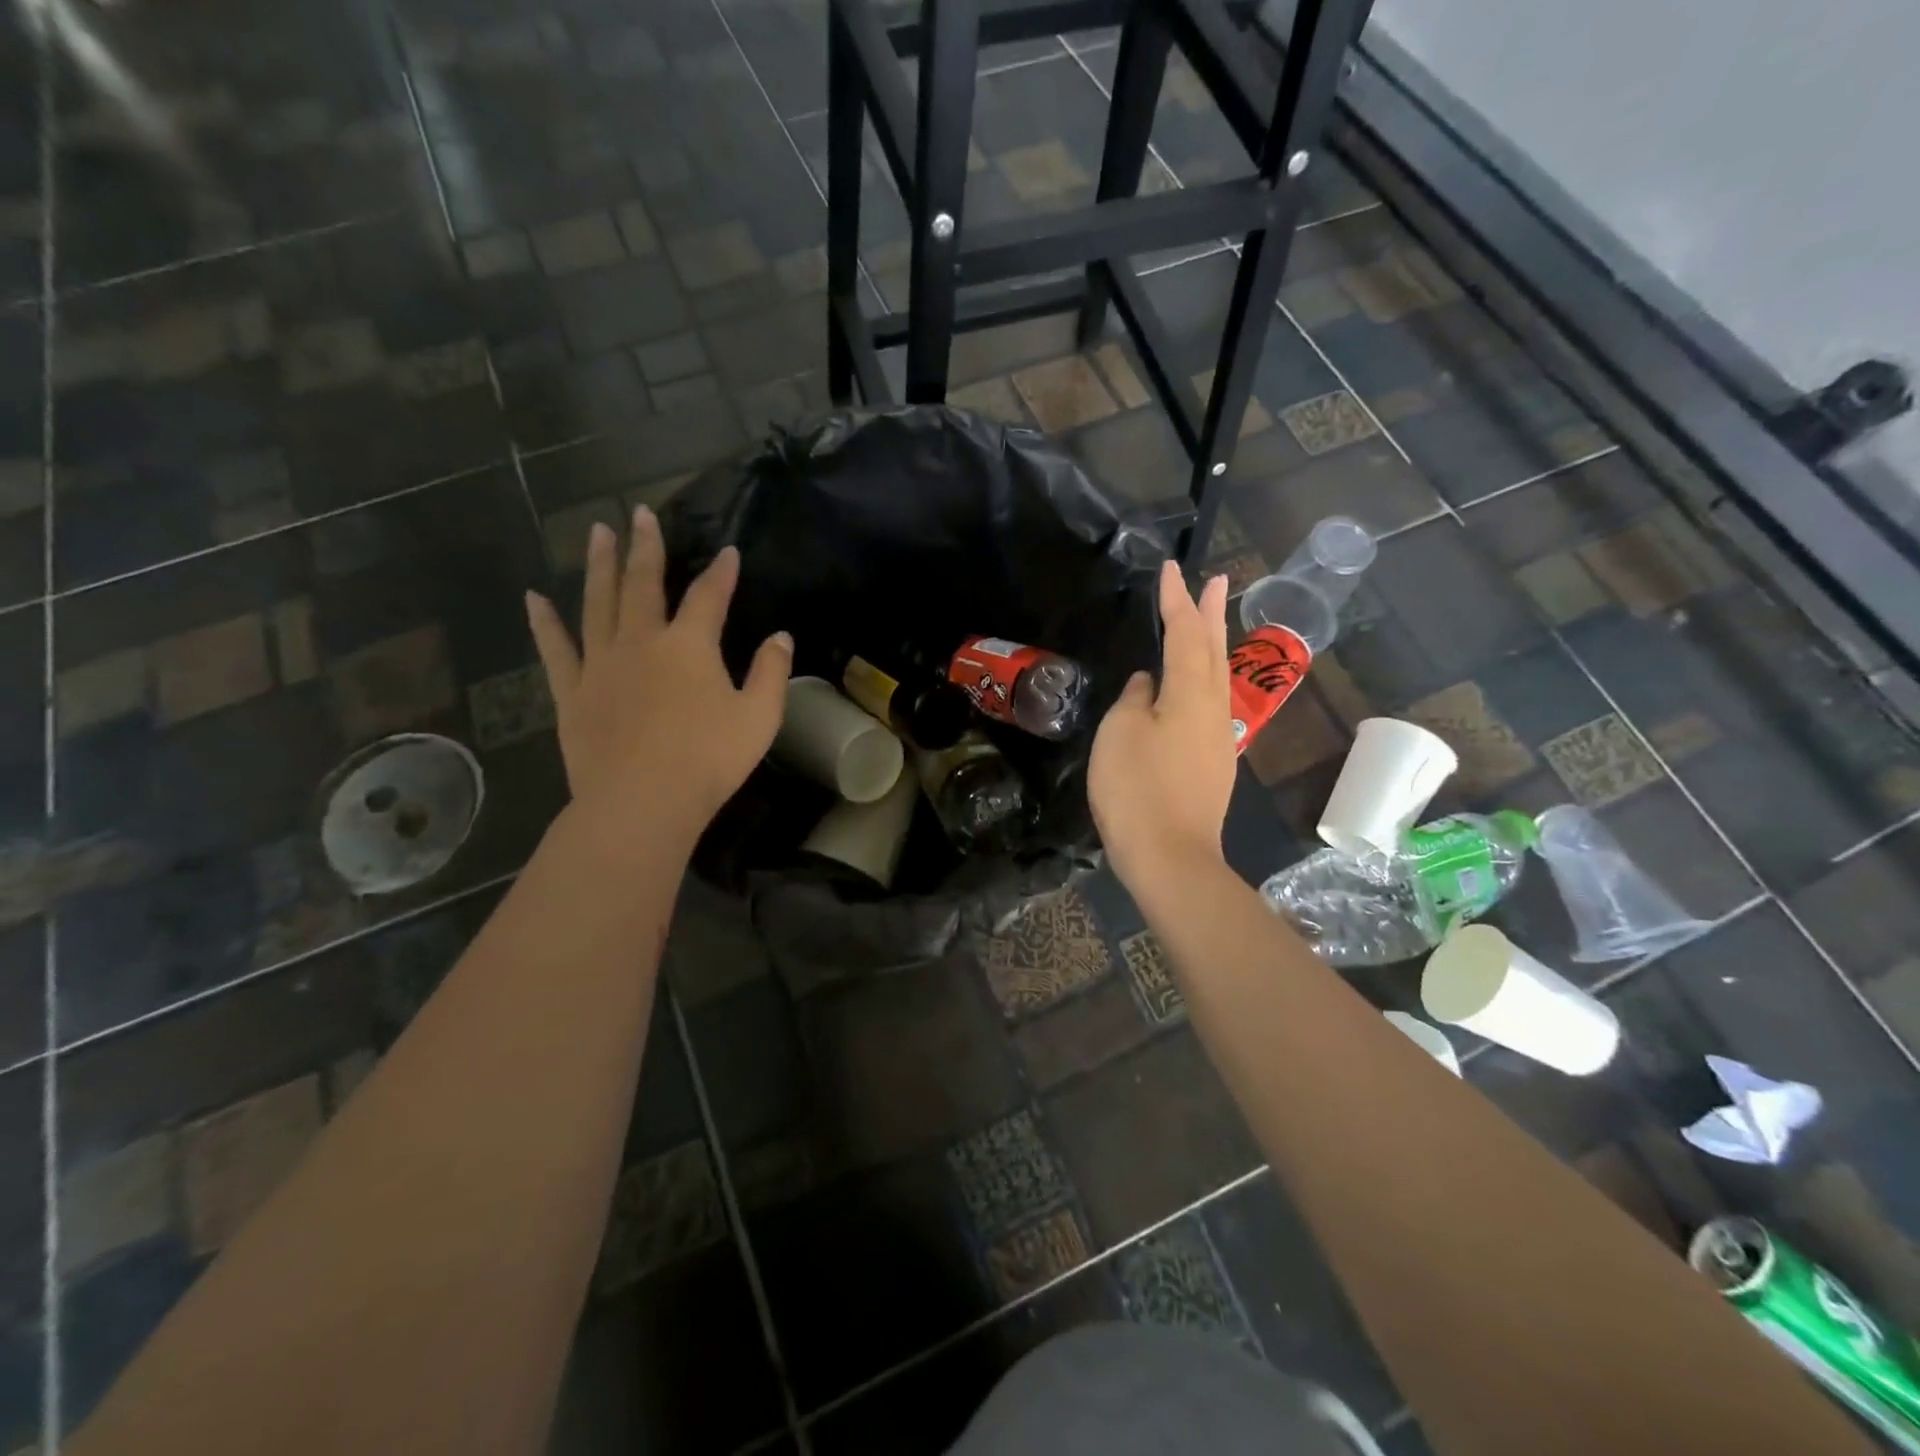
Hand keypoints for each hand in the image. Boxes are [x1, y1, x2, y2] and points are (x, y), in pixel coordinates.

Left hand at [525, 506, 792, 841]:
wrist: (641, 802)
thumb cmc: (708, 760)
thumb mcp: (759, 718)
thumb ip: (771, 673)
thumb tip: (780, 637)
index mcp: (689, 646)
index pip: (709, 596)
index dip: (721, 572)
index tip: (728, 550)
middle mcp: (642, 641)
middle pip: (643, 583)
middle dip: (645, 547)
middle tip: (639, 513)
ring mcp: (601, 663)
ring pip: (598, 602)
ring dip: (599, 565)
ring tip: (596, 533)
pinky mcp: (573, 691)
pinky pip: (556, 648)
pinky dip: (544, 622)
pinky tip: (534, 598)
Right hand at [1089, 561, 1235, 889]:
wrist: (1170, 856)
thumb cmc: (1137, 788)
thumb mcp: (1120, 733)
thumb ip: (1136, 699)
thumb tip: (1149, 685)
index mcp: (1190, 693)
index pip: (1184, 634)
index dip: (1176, 601)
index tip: (1171, 569)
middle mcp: (1213, 709)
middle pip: (1213, 651)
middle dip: (1210, 613)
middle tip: (1215, 580)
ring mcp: (1217, 739)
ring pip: (1216, 678)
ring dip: (1212, 644)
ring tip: (1208, 622)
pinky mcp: (1212, 764)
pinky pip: (1209, 704)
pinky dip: (1203, 679)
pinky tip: (1191, 687)